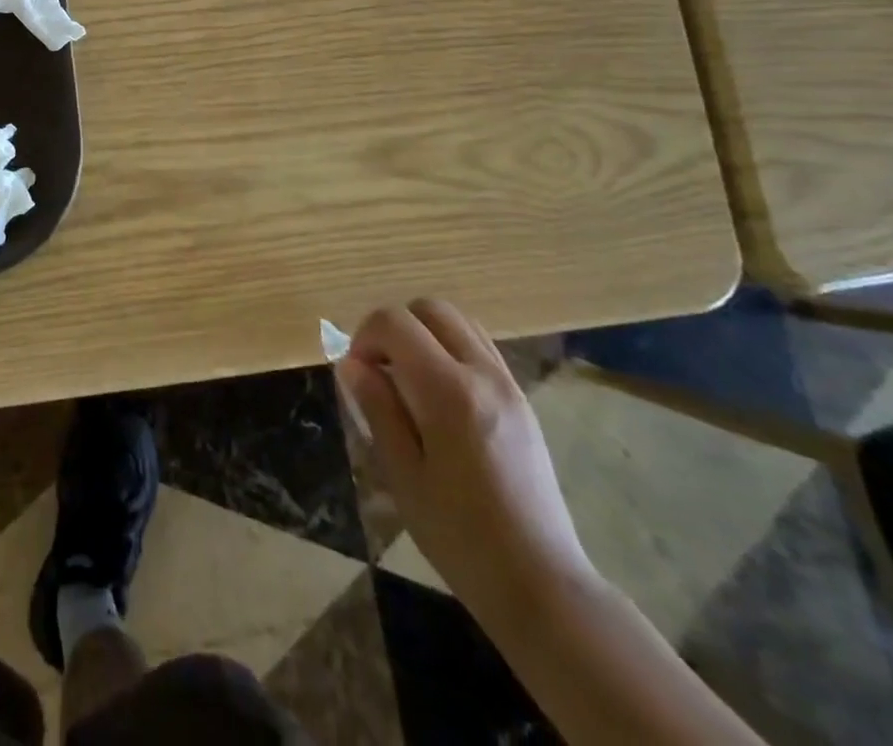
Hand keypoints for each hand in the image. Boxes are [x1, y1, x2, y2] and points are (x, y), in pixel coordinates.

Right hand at [337, 300, 595, 628]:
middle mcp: (483, 374)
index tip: (356, 374)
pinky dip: (449, 348)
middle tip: (378, 370)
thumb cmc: (460, 537)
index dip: (364, 336)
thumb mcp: (403, 476)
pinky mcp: (521, 399)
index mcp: (449, 392)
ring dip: (423, 333)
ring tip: (407, 379)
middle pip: (430, 309)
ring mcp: (508, 384)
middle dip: (394, 326)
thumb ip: (377, 408)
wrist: (542, 584)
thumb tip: (350, 362)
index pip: (395, 322)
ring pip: (458, 321)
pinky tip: (437, 394)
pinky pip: (479, 346)